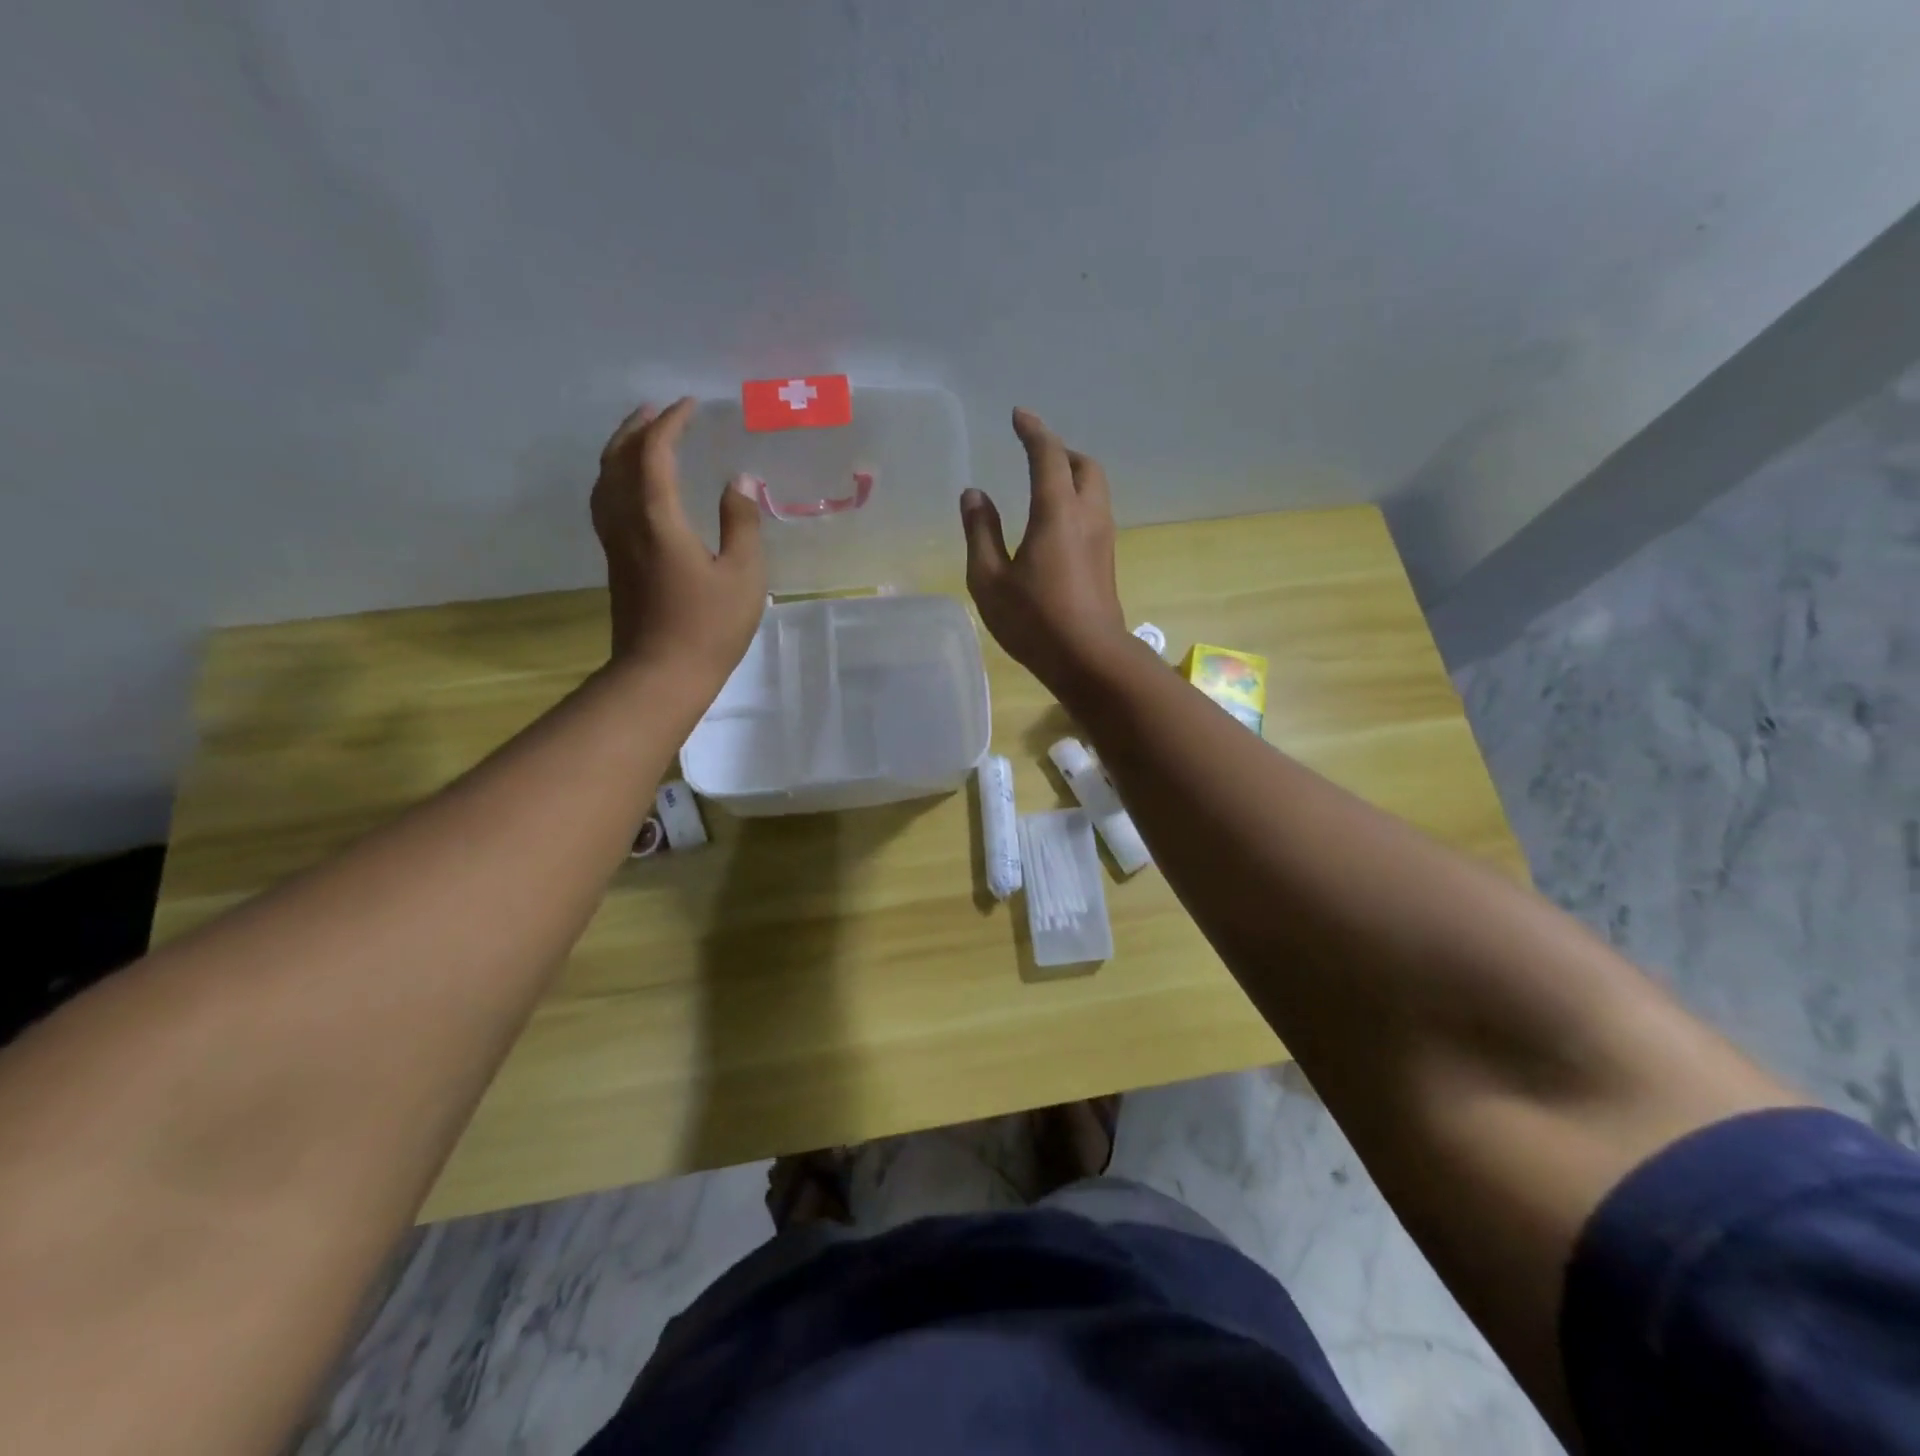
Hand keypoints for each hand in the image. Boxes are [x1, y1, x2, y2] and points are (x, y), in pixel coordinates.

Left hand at [591, 397, 766, 680]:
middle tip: (659, 411)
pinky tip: (630, 489)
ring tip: (639, 438)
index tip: (690, 406)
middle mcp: (627, 521)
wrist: (661, 674)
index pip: (655, 453)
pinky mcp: (615, 563)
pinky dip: (615, 479)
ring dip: (620, 451)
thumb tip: (737, 482)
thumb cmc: (709, 626)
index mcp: (658, 518)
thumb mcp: (743, 575)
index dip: (671, 424)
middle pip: (619, 460)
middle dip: (638, 429)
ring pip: (605, 481)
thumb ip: (741, 523)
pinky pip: (606, 503)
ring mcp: (616, 543)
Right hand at [961, 408, 1130, 686]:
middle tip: (1034, 453)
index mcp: (1057, 511)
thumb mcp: (990, 579)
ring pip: (1095, 490)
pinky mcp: (1106, 562)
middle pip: (1084, 465)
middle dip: (1060, 451)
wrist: (1089, 659)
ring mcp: (1103, 539)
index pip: (1048, 455)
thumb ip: (980, 532)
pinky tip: (1056, 524)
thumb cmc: (1034, 619)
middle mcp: (1087, 516)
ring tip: (1044, 486)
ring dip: (1072, 476)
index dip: (1033, 431)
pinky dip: (1077, 501)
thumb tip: (974, 495)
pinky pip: (1095, 513)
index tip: (1019, 415)